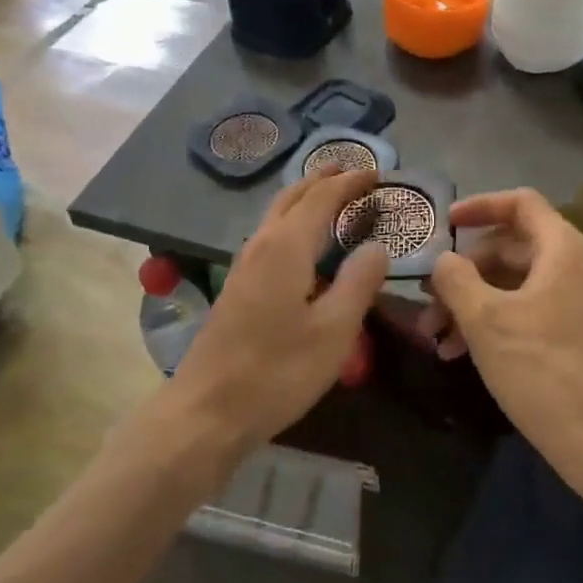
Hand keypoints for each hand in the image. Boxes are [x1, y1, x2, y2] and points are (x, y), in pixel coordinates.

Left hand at [169, 167, 389, 454]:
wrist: (206, 411)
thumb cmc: (276, 372)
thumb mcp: (333, 331)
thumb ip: (359, 282)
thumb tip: (377, 246)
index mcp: (286, 246)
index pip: (322, 198)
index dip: (350, 182)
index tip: (376, 173)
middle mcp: (262, 244)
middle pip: (293, 196)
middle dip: (323, 179)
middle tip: (352, 172)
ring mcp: (244, 264)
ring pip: (277, 213)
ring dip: (305, 197)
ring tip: (331, 195)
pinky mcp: (237, 285)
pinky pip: (270, 233)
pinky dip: (293, 220)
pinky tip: (303, 242)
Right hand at [424, 188, 582, 491]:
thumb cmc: (542, 368)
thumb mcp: (485, 319)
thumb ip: (456, 278)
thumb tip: (443, 261)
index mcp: (562, 249)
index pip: (520, 203)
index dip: (479, 205)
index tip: (444, 224)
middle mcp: (574, 266)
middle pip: (510, 247)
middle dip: (464, 270)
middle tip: (429, 296)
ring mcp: (576, 302)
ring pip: (513, 284)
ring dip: (471, 302)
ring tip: (435, 336)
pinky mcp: (572, 334)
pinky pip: (525, 310)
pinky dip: (492, 322)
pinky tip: (457, 353)